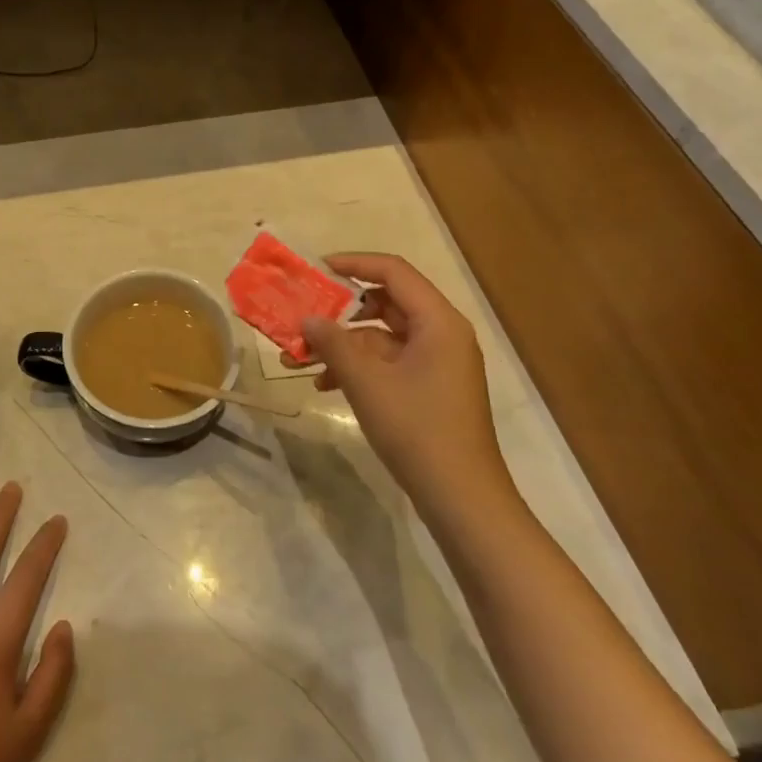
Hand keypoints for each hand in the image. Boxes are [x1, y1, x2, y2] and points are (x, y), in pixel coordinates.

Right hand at [302, 254, 512, 512]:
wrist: (461, 497)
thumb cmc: (417, 429)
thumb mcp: (366, 382)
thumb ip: (334, 344)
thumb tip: (307, 318)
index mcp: (438, 321)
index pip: (393, 272)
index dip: (353, 264)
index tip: (315, 269)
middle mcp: (442, 334)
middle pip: (386, 303)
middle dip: (340, 311)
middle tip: (303, 315)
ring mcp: (438, 363)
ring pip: (382, 336)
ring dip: (343, 344)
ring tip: (300, 358)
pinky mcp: (431, 388)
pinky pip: (389, 362)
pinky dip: (359, 367)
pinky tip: (325, 384)